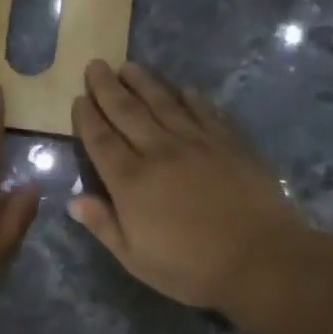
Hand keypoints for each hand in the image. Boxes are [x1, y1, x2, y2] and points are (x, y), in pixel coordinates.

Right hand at [69, 60, 306, 311]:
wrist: (259, 258)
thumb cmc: (189, 268)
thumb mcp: (135, 258)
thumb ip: (104, 225)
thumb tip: (74, 201)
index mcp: (130, 181)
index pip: (101, 141)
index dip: (87, 118)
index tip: (79, 98)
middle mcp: (160, 152)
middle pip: (128, 112)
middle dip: (108, 88)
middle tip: (96, 65)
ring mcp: (197, 143)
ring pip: (165, 104)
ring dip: (144, 83)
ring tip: (129, 66)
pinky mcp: (229, 144)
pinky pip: (206, 112)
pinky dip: (192, 98)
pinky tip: (185, 88)